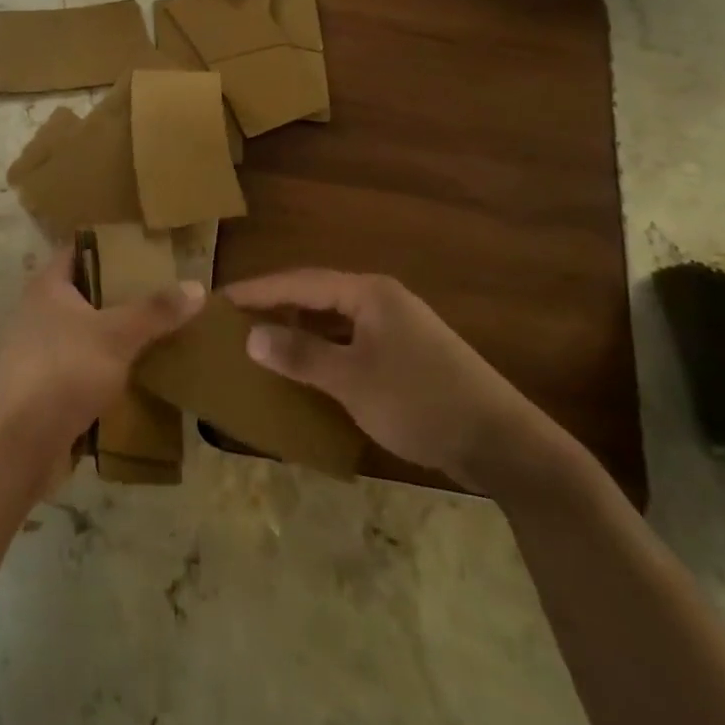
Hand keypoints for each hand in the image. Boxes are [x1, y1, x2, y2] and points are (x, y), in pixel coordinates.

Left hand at [0, 245, 204, 456]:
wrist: (20, 444)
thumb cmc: (65, 370)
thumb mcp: (118, 335)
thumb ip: (156, 310)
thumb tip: (197, 286)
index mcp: (47, 286)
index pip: (78, 251)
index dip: (109, 247)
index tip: (144, 249)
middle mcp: (37, 312)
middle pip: (83, 292)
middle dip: (119, 293)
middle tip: (160, 291)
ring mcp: (37, 351)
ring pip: (83, 332)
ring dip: (113, 334)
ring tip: (155, 332)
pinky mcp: (43, 388)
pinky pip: (81, 367)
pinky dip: (104, 368)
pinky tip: (135, 375)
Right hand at [226, 269, 554, 489]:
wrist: (503, 443)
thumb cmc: (421, 401)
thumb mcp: (353, 381)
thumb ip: (301, 356)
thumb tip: (251, 336)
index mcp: (368, 293)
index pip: (300, 281)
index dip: (259, 289)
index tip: (221, 298)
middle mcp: (382, 300)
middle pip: (317, 295)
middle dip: (277, 306)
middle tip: (236, 319)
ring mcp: (398, 327)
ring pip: (335, 320)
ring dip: (300, 329)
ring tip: (262, 341)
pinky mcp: (408, 355)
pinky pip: (352, 341)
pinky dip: (325, 350)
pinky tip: (309, 370)